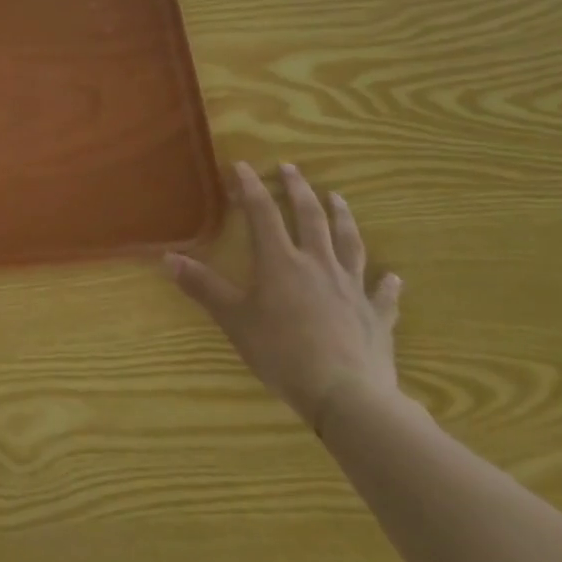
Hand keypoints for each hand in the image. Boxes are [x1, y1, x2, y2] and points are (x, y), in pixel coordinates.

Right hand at [164, 162, 402, 430]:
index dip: (250, 187)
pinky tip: (393, 277)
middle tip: (292, 168)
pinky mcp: (376, 316)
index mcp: (280, 262)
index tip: (242, 165)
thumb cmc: (282, 353)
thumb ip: (203, 287)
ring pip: (349, 243)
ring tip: (338, 198)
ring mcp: (351, 288)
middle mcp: (317, 265)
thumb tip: (168, 258)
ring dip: (343, 218)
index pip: (262, 213)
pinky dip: (386, 283)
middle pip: (310, 218)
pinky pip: (382, 294)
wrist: (347, 395)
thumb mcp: (234, 320)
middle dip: (299, 190)